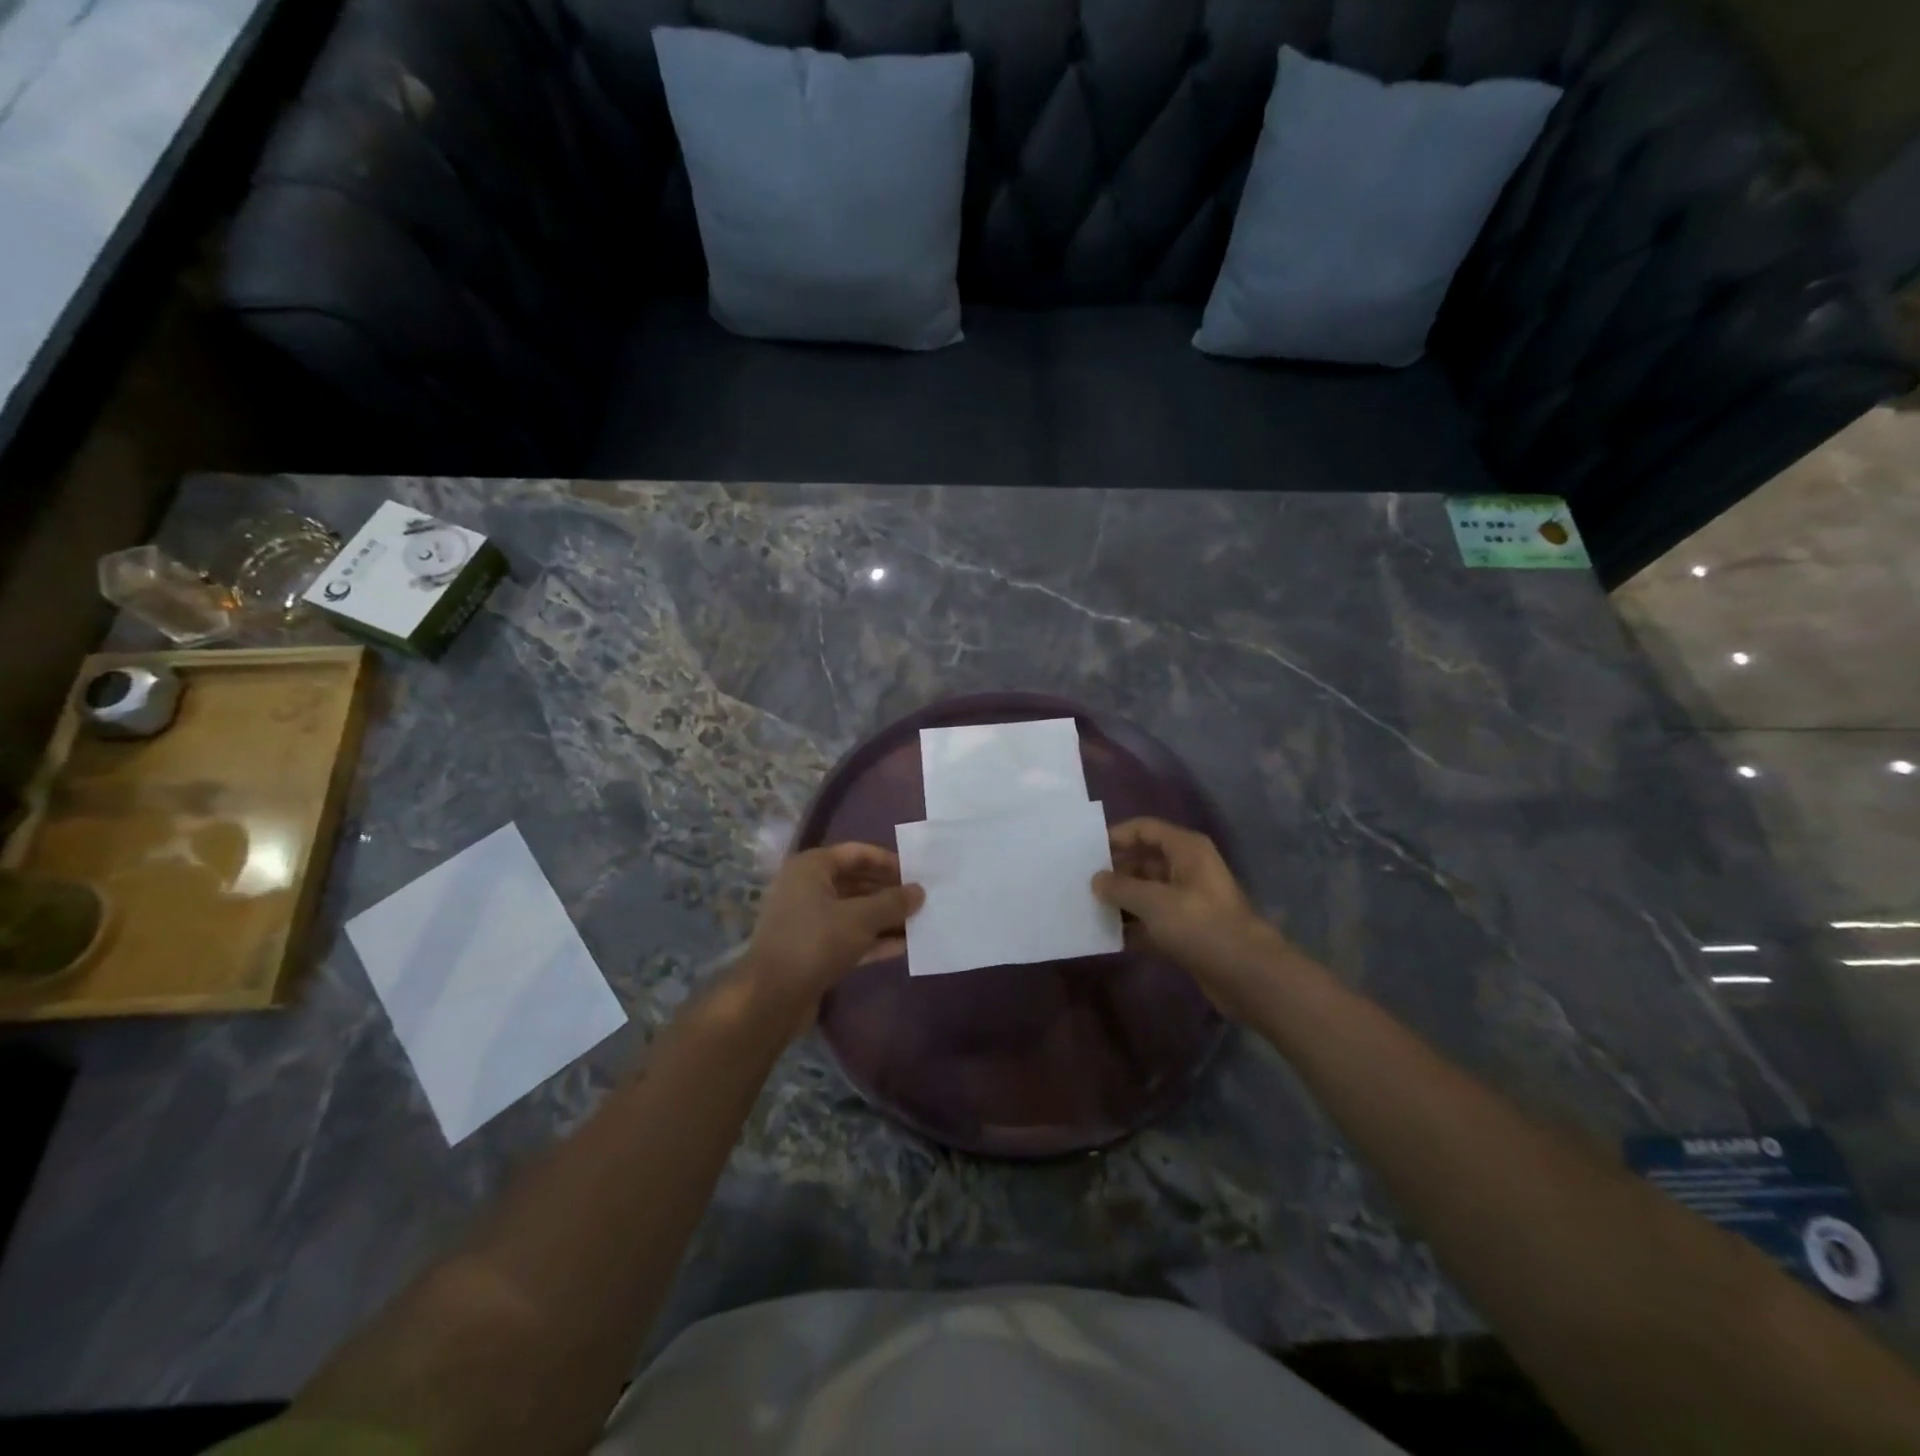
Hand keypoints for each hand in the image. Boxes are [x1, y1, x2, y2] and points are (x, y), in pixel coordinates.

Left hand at [740, 843, 922, 1033]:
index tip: (916, 872)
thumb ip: (893, 902)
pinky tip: (903, 947)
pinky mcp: (811, 950)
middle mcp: (806, 888)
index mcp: (811, 867)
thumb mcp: (861, 918)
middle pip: (856, 882)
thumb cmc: (816, 941)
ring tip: (919, 922)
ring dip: (884, 918)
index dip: (887, 861)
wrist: (771, 997)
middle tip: (921, 899)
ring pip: (853, 912)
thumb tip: (919, 891)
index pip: (856, 853)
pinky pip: (848, 937)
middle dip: (888, 892)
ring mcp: (807, 921)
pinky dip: (872, 940)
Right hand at [1092, 818, 1288, 1021]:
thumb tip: (1096, 879)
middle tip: (1080, 883)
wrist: (1247, 975)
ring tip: (1087, 908)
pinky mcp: (1186, 930)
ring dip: (1121, 901)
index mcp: (1186, 850)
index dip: (1115, 836)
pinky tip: (1107, 936)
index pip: (1144, 829)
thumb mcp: (1154, 901)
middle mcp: (1187, 869)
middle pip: (1143, 860)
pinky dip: (1133, 927)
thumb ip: (1120, 887)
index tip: (1085, 853)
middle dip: (1114, 872)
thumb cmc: (1201, 925)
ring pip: (1146, 892)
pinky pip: (1152, 921)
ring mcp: (1188, 901)